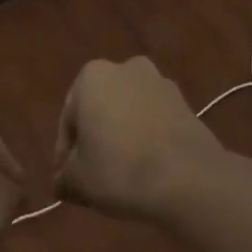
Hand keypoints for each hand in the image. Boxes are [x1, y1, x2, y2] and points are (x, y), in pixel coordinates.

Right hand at [54, 57, 224, 219]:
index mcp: (92, 77)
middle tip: (92, 176)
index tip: (67, 178)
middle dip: (96, 140)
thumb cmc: (119, 171)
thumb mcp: (77, 181)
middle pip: (101, 111)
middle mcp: (127, 69)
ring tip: (122, 175)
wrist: (189, 180)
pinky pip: (155, 122)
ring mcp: (162, 84)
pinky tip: (147, 170)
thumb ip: (63, 177)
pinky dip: (148, 141)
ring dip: (123, 139)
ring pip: (129, 115)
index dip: (65, 153)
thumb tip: (62, 183)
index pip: (68, 120)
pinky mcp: (188, 104)